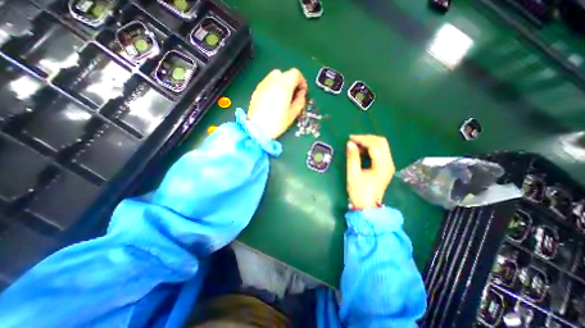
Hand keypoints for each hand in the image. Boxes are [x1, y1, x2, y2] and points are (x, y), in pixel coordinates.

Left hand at [248, 67, 307, 138]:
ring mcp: (263, 85)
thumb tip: (301, 95)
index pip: (295, 73)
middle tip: (293, 94)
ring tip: (283, 96)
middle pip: (284, 73)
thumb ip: (300, 102)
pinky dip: (273, 87)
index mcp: (284, 86)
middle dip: (291, 81)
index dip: (301, 81)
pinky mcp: (257, 91)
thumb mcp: (293, 114)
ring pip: (274, 76)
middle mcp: (273, 82)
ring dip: (282, 83)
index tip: (302, 91)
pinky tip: (273, 99)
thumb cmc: (276, 123)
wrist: (257, 130)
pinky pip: (267, 83)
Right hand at [344, 136, 394, 209]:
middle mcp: (389, 163)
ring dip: (369, 142)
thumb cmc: (359, 192)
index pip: (375, 145)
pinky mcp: (386, 167)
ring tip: (356, 145)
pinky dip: (371, 148)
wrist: (367, 207)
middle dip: (367, 138)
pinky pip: (380, 152)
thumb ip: (352, 157)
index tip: (350, 138)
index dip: (362, 139)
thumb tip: (350, 143)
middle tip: (353, 140)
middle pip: (381, 142)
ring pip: (382, 146)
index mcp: (382, 166)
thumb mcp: (353, 174)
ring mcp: (389, 165)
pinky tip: (362, 151)